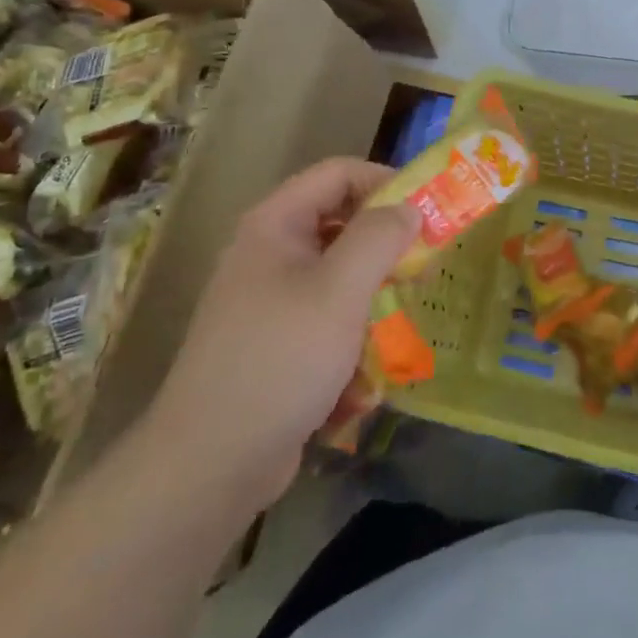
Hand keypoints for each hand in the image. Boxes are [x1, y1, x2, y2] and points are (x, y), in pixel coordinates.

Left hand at [144, 158, 418, 504]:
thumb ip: (380, 237)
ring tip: (398, 324)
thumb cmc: (281, 359)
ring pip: (338, 276)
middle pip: (340, 223)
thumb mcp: (341, 290)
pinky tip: (361, 378)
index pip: (338, 173)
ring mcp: (268, 300)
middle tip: (422, 268)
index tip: (427, 211)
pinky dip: (349, 338)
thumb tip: (408, 209)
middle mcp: (268, 252)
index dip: (385, 181)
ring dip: (372, 297)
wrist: (211, 463)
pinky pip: (324, 320)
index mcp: (275, 224)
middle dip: (384, 246)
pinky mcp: (274, 343)